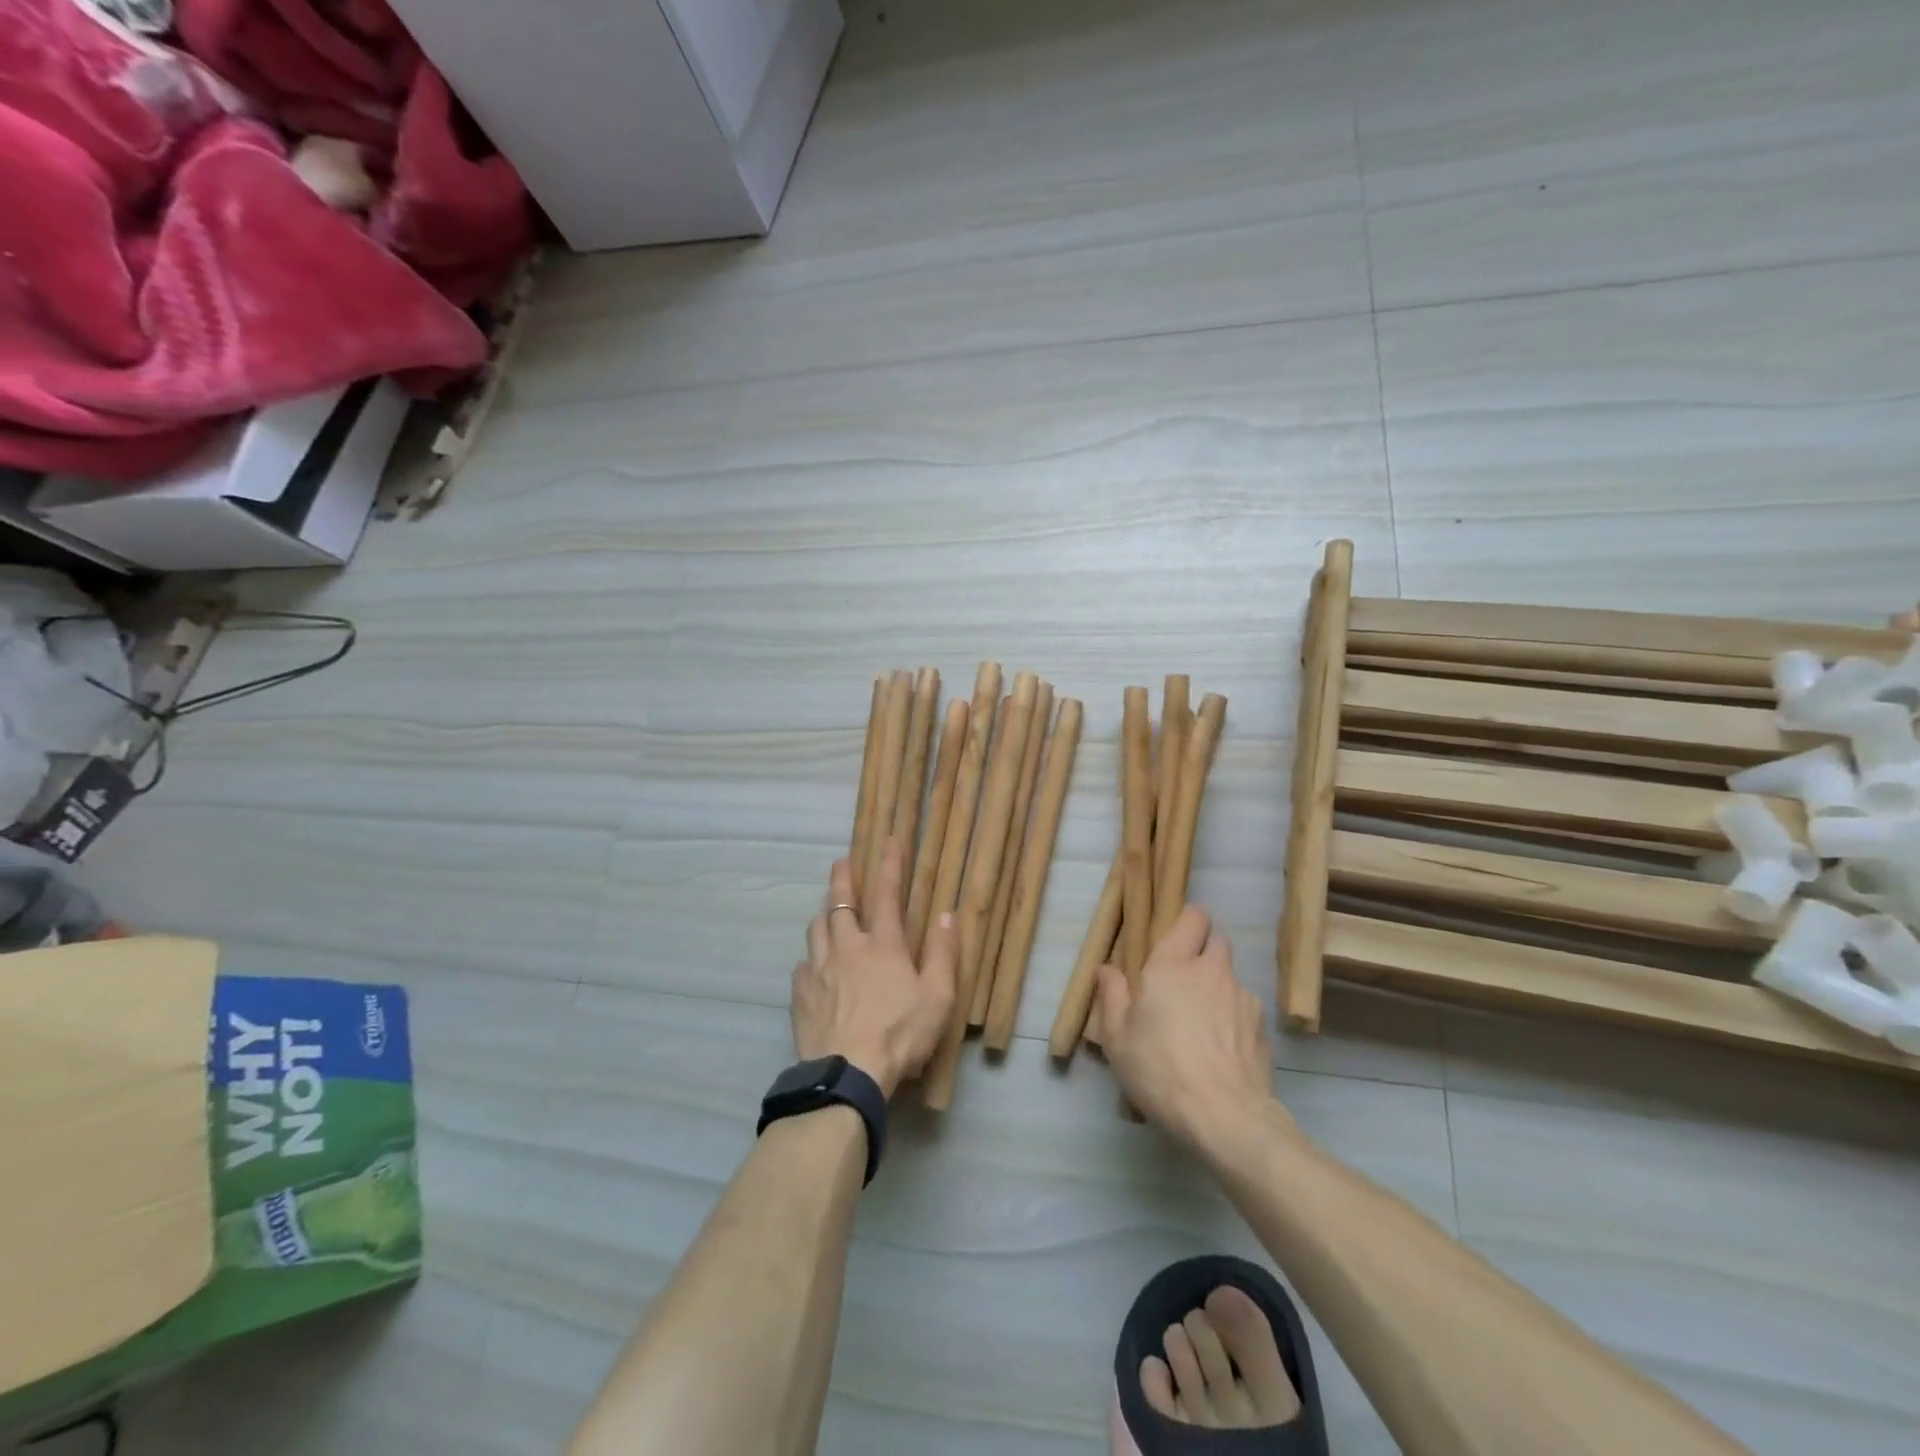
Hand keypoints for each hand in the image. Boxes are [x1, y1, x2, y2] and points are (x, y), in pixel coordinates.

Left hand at [793, 839, 956, 1098]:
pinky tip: (813, 965)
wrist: (847, 1074)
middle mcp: (847, 947)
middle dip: (842, 879)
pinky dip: (811, 957)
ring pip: (816, 928)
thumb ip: (943, 953)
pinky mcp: (801, 995)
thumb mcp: (938, 997)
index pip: (887, 894)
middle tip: (841, 862)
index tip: (888, 840)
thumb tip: (946, 914)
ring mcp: (819, 970)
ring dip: (824, 913)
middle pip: (840, 903)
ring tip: (828, 910)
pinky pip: (803, 965)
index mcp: (883, 945)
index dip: (889, 865)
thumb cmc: (900, 1034)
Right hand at [1095, 906, 1276, 1151]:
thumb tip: (1108, 969)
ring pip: (1231, 979)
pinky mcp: (1262, 1028)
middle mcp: (1211, 971)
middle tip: (1184, 983)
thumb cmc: (1159, 1069)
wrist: (1224, 1116)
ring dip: (1218, 990)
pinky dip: (1234, 1021)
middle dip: (1203, 954)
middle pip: (1217, 942)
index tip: (1174, 940)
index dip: (1187, 922)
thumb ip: (1111, 996)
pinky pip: (1245, 1012)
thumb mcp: (1116, 1037)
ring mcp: (1243, 998)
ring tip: (1203, 1026)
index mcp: (1172, 965)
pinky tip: (1222, 1051)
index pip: (1193, 918)